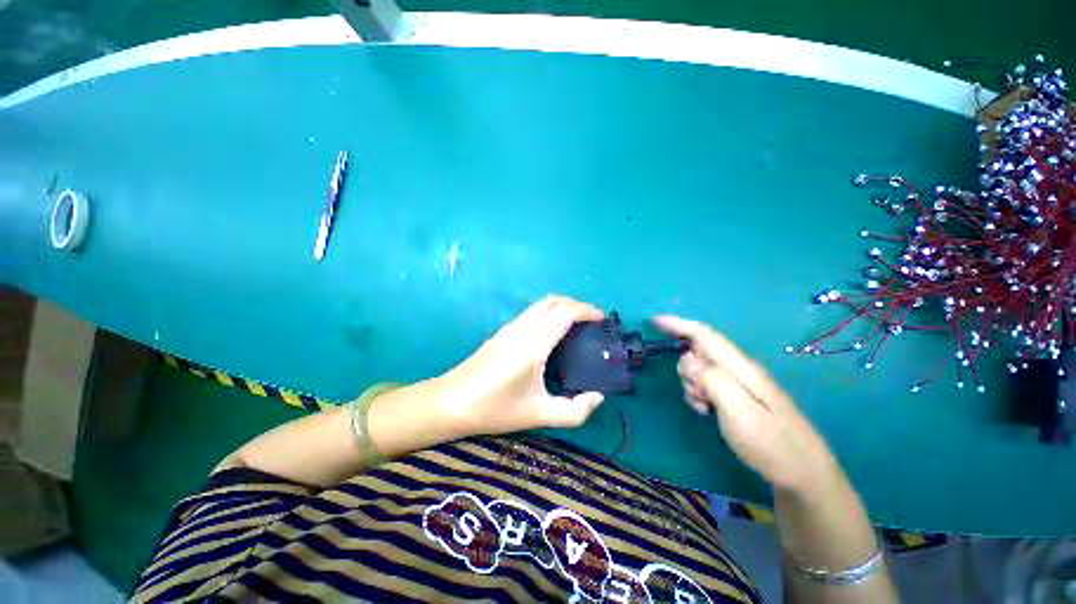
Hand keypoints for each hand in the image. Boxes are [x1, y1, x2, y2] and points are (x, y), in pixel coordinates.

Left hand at [441, 295, 606, 437]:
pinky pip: (531, 313)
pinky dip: (549, 313)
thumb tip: (597, 398)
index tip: (603, 320)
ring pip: (540, 304)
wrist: (451, 403)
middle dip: (576, 304)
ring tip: (577, 326)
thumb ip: (574, 411)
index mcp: (533, 343)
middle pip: (553, 300)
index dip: (587, 311)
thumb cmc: (495, 409)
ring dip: (562, 307)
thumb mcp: (539, 414)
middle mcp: (522, 328)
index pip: (565, 312)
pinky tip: (553, 335)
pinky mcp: (502, 332)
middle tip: (592, 321)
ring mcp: (509, 328)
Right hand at [654, 315, 840, 494]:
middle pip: (699, 351)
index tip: (654, 320)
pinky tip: (708, 410)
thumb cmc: (771, 444)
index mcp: (741, 367)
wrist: (804, 473)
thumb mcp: (738, 412)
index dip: (678, 324)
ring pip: (701, 368)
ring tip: (705, 407)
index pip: (704, 335)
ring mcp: (740, 382)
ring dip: (693, 384)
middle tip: (696, 395)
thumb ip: (711, 379)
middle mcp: (740, 368)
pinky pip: (708, 383)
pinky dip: (699, 393)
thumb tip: (687, 357)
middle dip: (686, 367)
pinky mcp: (739, 395)